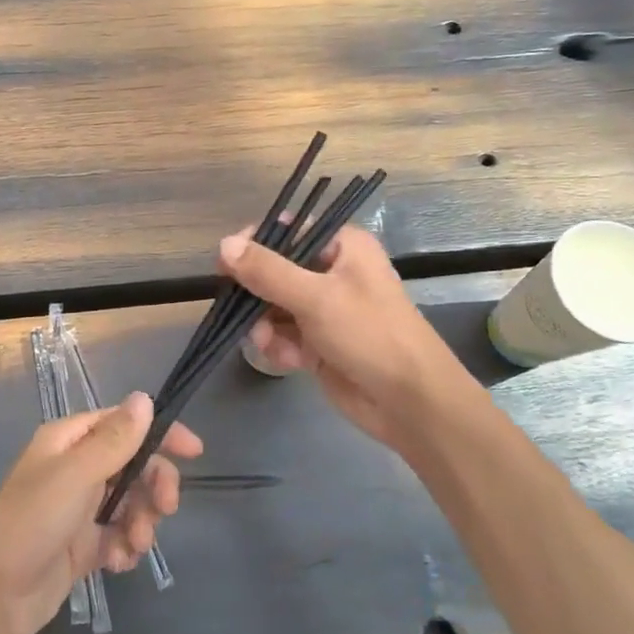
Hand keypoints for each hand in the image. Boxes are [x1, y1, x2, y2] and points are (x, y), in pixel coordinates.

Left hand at [0, 393, 201, 633]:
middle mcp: (75, 469)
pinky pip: (118, 537)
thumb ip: (115, 439)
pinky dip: (125, 547)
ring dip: (141, 521)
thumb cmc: (31, 521)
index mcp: (69, 441)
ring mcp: (79, 509)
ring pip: (130, 503)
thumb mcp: (76, 474)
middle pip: (133, 465)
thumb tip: (145, 398)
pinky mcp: (81, 547)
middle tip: (166, 509)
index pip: (123, 423)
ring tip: (134, 545)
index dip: (159, 433)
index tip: (194, 452)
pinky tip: (118, 563)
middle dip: (153, 485)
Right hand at [219, 225, 470, 451]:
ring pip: (273, 305)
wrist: (410, 403)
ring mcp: (326, 309)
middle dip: (256, 293)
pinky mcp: (319, 342)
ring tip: (267, 342)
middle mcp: (333, 271)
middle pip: (275, 269)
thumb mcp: (316, 297)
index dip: (255, 243)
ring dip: (264, 324)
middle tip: (241, 310)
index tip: (227, 264)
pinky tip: (288, 360)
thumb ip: (267, 271)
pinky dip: (279, 345)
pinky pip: (283, 334)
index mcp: (343, 246)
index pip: (289, 230)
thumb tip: (224, 244)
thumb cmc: (370, 335)